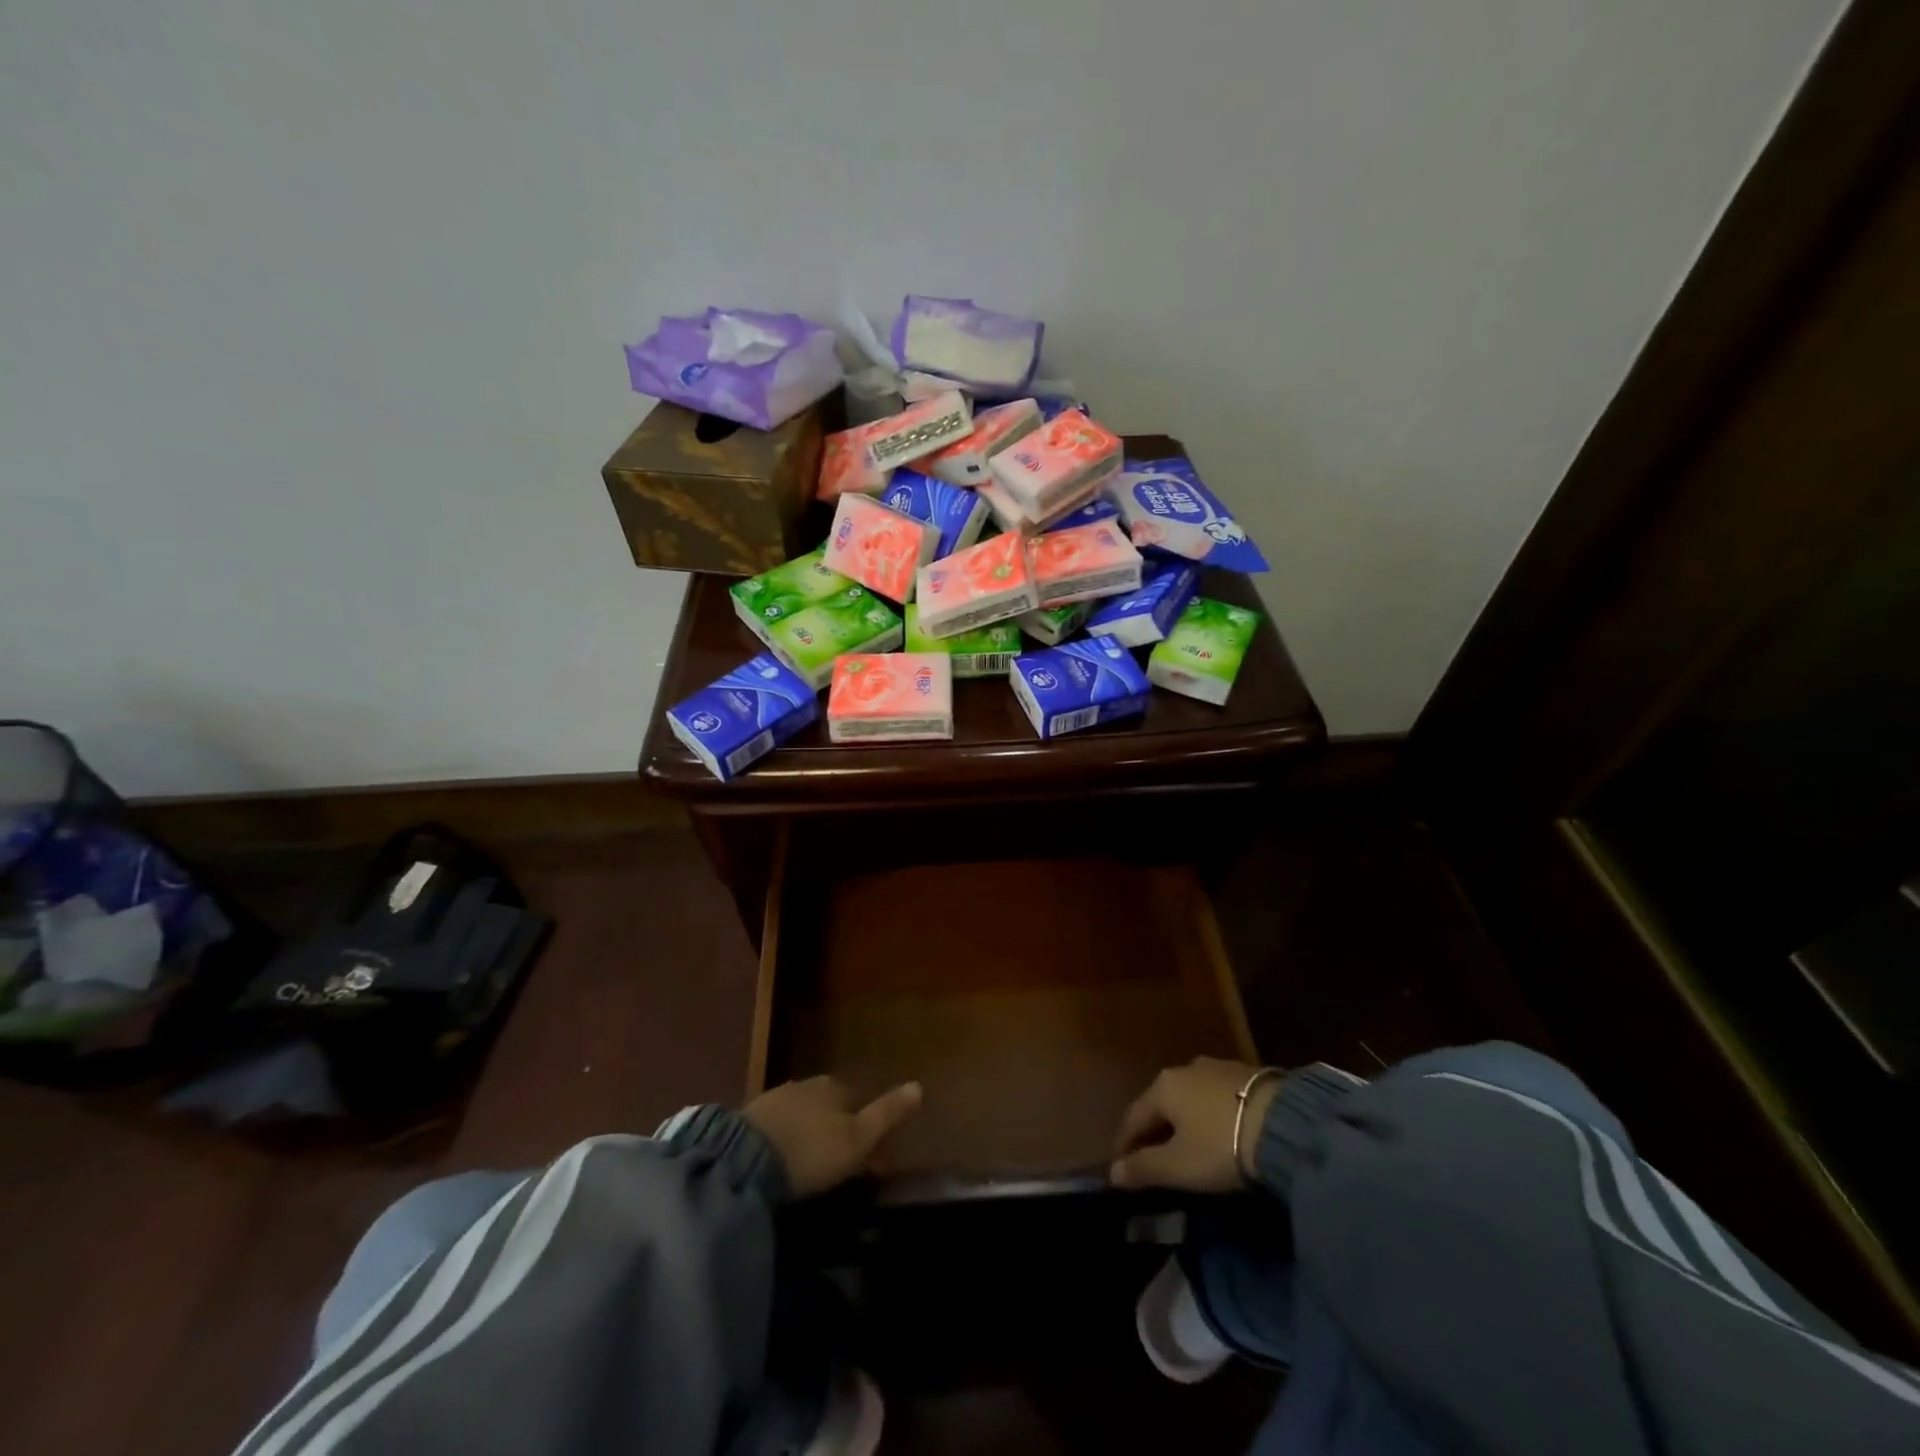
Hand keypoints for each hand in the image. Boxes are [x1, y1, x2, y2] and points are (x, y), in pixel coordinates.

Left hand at [743, 1076, 922, 1197]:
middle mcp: (805, 1084)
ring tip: (811, 1161)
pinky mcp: (749, 1120)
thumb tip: (919, 1085)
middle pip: (827, 1103)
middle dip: (834, 1124)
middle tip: (839, 1157)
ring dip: (808, 1131)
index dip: (864, 1121)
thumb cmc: (812, 1150)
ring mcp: (774, 1099)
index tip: (867, 1149)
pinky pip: (776, 1126)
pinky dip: (784, 1139)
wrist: (744, 1160)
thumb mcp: (857, 1138)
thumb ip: (887, 1114)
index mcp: (833, 1086)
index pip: (856, 1097)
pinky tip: (782, 1159)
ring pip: (801, 1113)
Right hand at [1110, 1057, 1278, 1191]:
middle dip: (1155, 1131)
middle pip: (1162, 1104)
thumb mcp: (1179, 1166)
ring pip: (1190, 1098)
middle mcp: (1185, 1069)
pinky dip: (1211, 1116)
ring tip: (1190, 1146)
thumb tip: (1112, 1173)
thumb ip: (1143, 1169)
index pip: (1133, 1117)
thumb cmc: (1222, 1146)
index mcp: (1163, 1087)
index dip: (1125, 1144)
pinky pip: (1217, 1098)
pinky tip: (1221, 1132)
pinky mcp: (1249, 1075)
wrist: (1287, 1125)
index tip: (1121, 1167)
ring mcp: (1218, 1068)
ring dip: (1185, 1121)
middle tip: (1155, 1159)